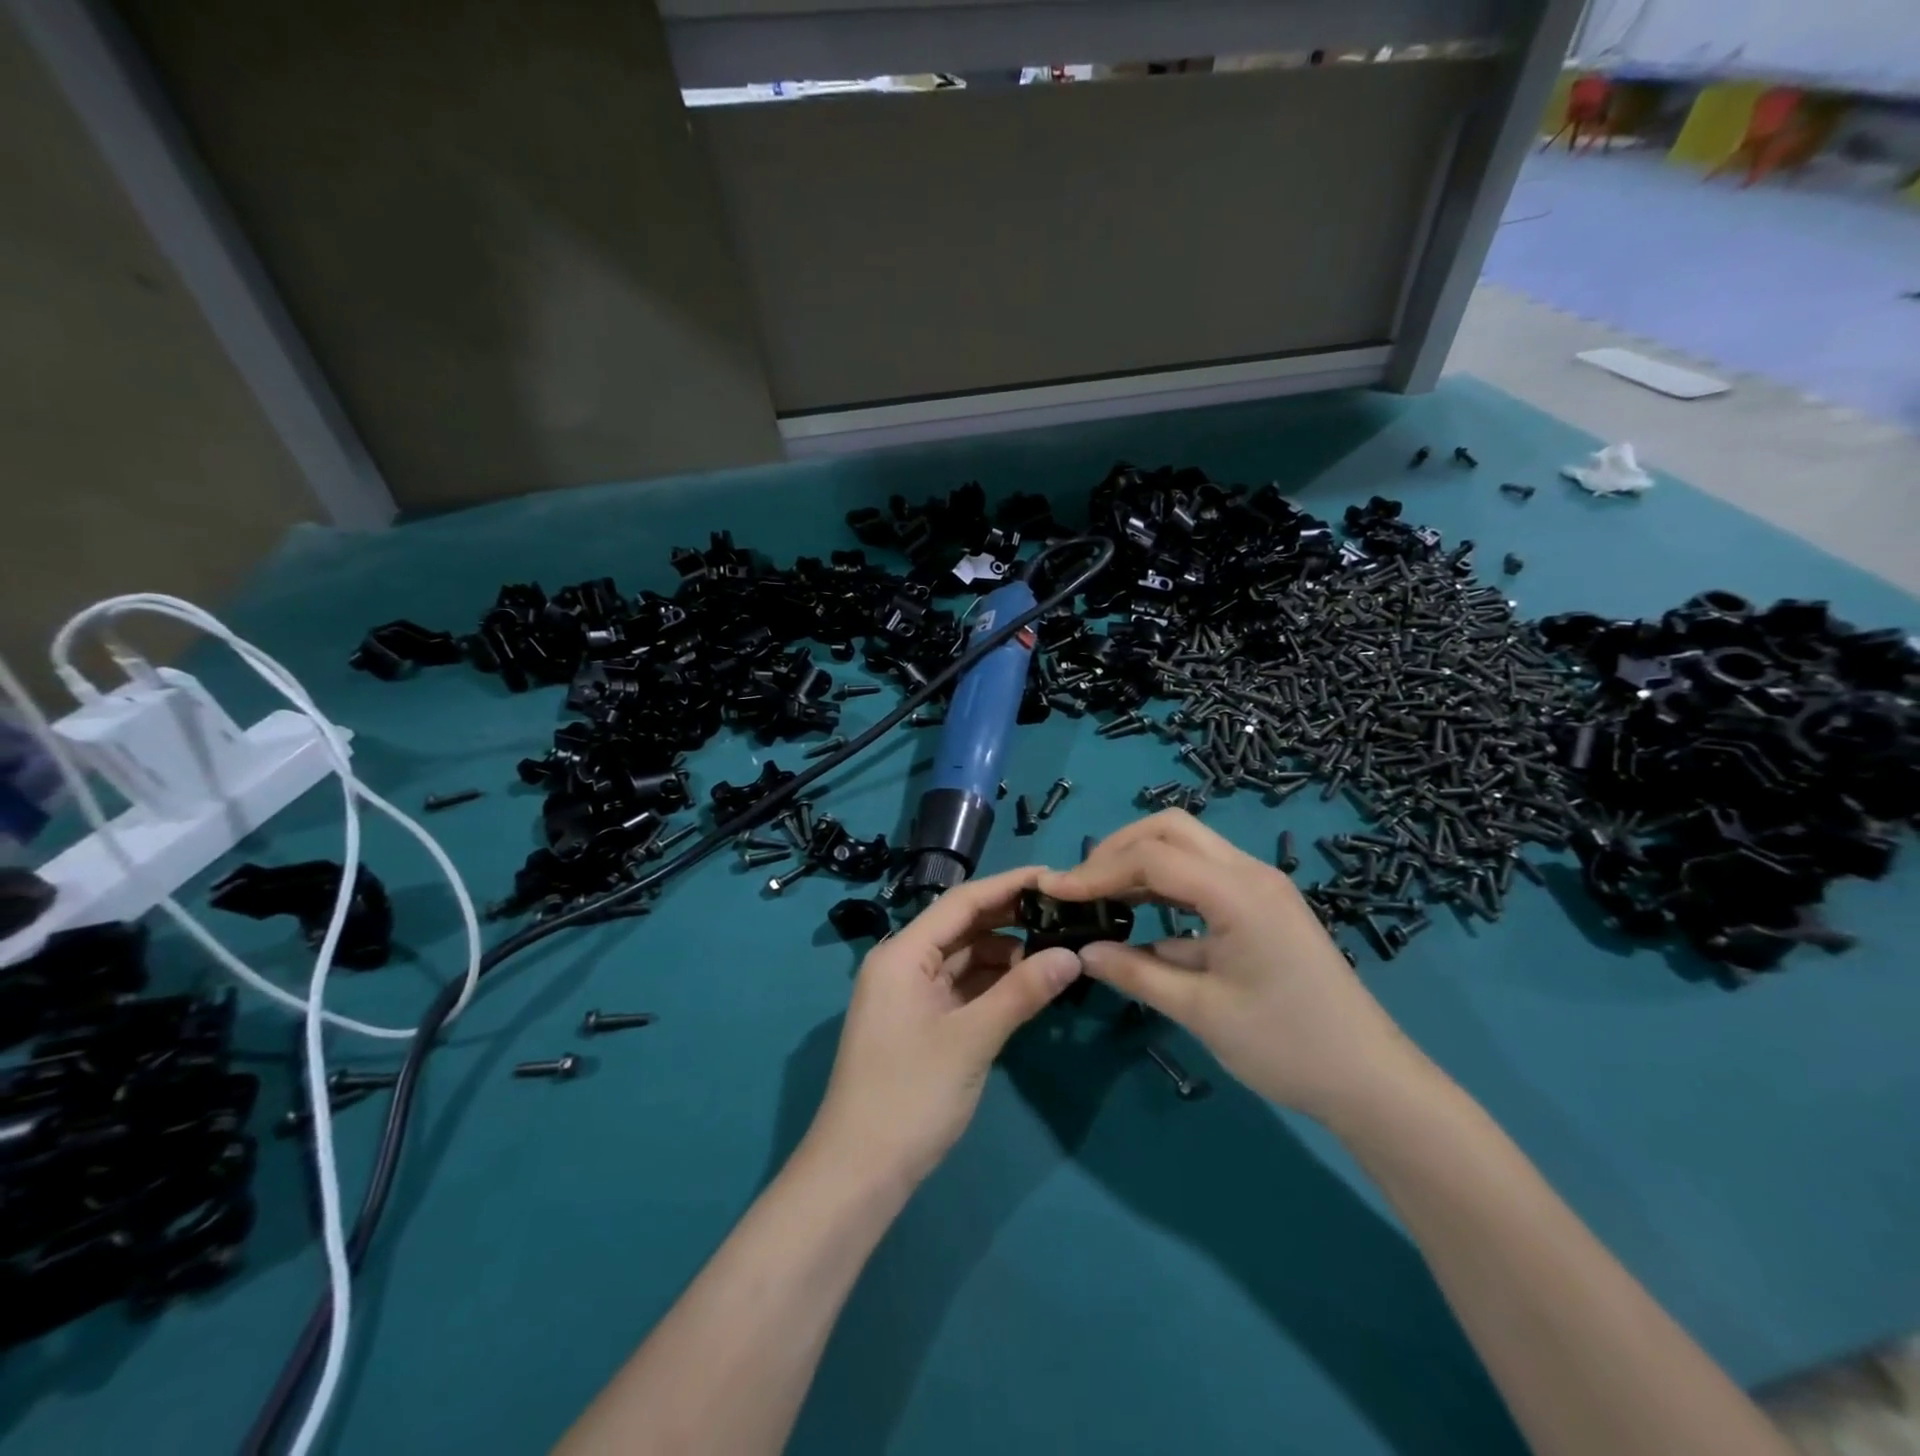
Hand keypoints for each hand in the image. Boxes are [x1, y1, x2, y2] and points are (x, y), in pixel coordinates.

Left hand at [806, 866, 1081, 1185]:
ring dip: (1006, 954)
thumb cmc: (911, 1094)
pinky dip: (993, 984)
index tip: (1055, 876)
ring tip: (1057, 949)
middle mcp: (903, 964)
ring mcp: (910, 995)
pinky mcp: (920, 1023)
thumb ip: (1022, 992)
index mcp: (903, 953)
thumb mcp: (972, 1039)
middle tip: (1065, 912)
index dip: (1009, 885)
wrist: (859, 1172)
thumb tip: (1072, 955)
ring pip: (965, 959)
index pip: (962, 902)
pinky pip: (961, 988)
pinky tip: (1029, 984)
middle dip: (1011, 918)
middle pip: (963, 927)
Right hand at [1038, 811, 1418, 1123]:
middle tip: (1080, 887)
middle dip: (1117, 850)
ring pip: (1187, 847)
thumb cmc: (1286, 1046)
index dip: (1096, 871)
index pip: (1152, 858)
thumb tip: (1084, 952)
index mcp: (1238, 892)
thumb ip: (1136, 974)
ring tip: (1099, 897)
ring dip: (1140, 863)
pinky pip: (1203, 877)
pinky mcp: (1262, 906)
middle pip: (1170, 830)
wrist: (1370, 1081)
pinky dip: (1164, 886)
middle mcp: (1250, 873)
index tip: (1055, 892)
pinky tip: (1139, 918)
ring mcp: (1260, 887)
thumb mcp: (1200, 1012)